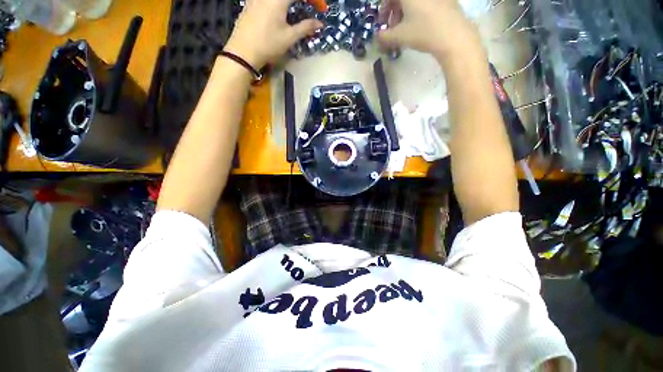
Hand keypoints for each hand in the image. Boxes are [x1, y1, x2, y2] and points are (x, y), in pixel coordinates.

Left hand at [224, 0, 322, 68]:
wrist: (243, 51)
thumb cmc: (268, 45)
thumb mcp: (289, 37)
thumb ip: (305, 27)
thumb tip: (320, 24)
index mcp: (278, 0)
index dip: (314, 0)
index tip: (321, 8)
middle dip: (302, 0)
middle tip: (310, 6)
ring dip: (290, 2)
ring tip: (296, 8)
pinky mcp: (250, 2)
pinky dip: (278, 3)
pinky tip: (280, 10)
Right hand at [377, 0, 482, 60]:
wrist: (453, 35)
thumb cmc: (423, 32)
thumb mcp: (400, 37)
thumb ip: (385, 37)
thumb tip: (377, 38)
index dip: (384, 7)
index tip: (383, 21)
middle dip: (394, 10)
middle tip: (393, 26)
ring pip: (414, 1)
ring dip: (406, 11)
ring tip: (405, 27)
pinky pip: (426, 3)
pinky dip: (419, 10)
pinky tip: (419, 23)